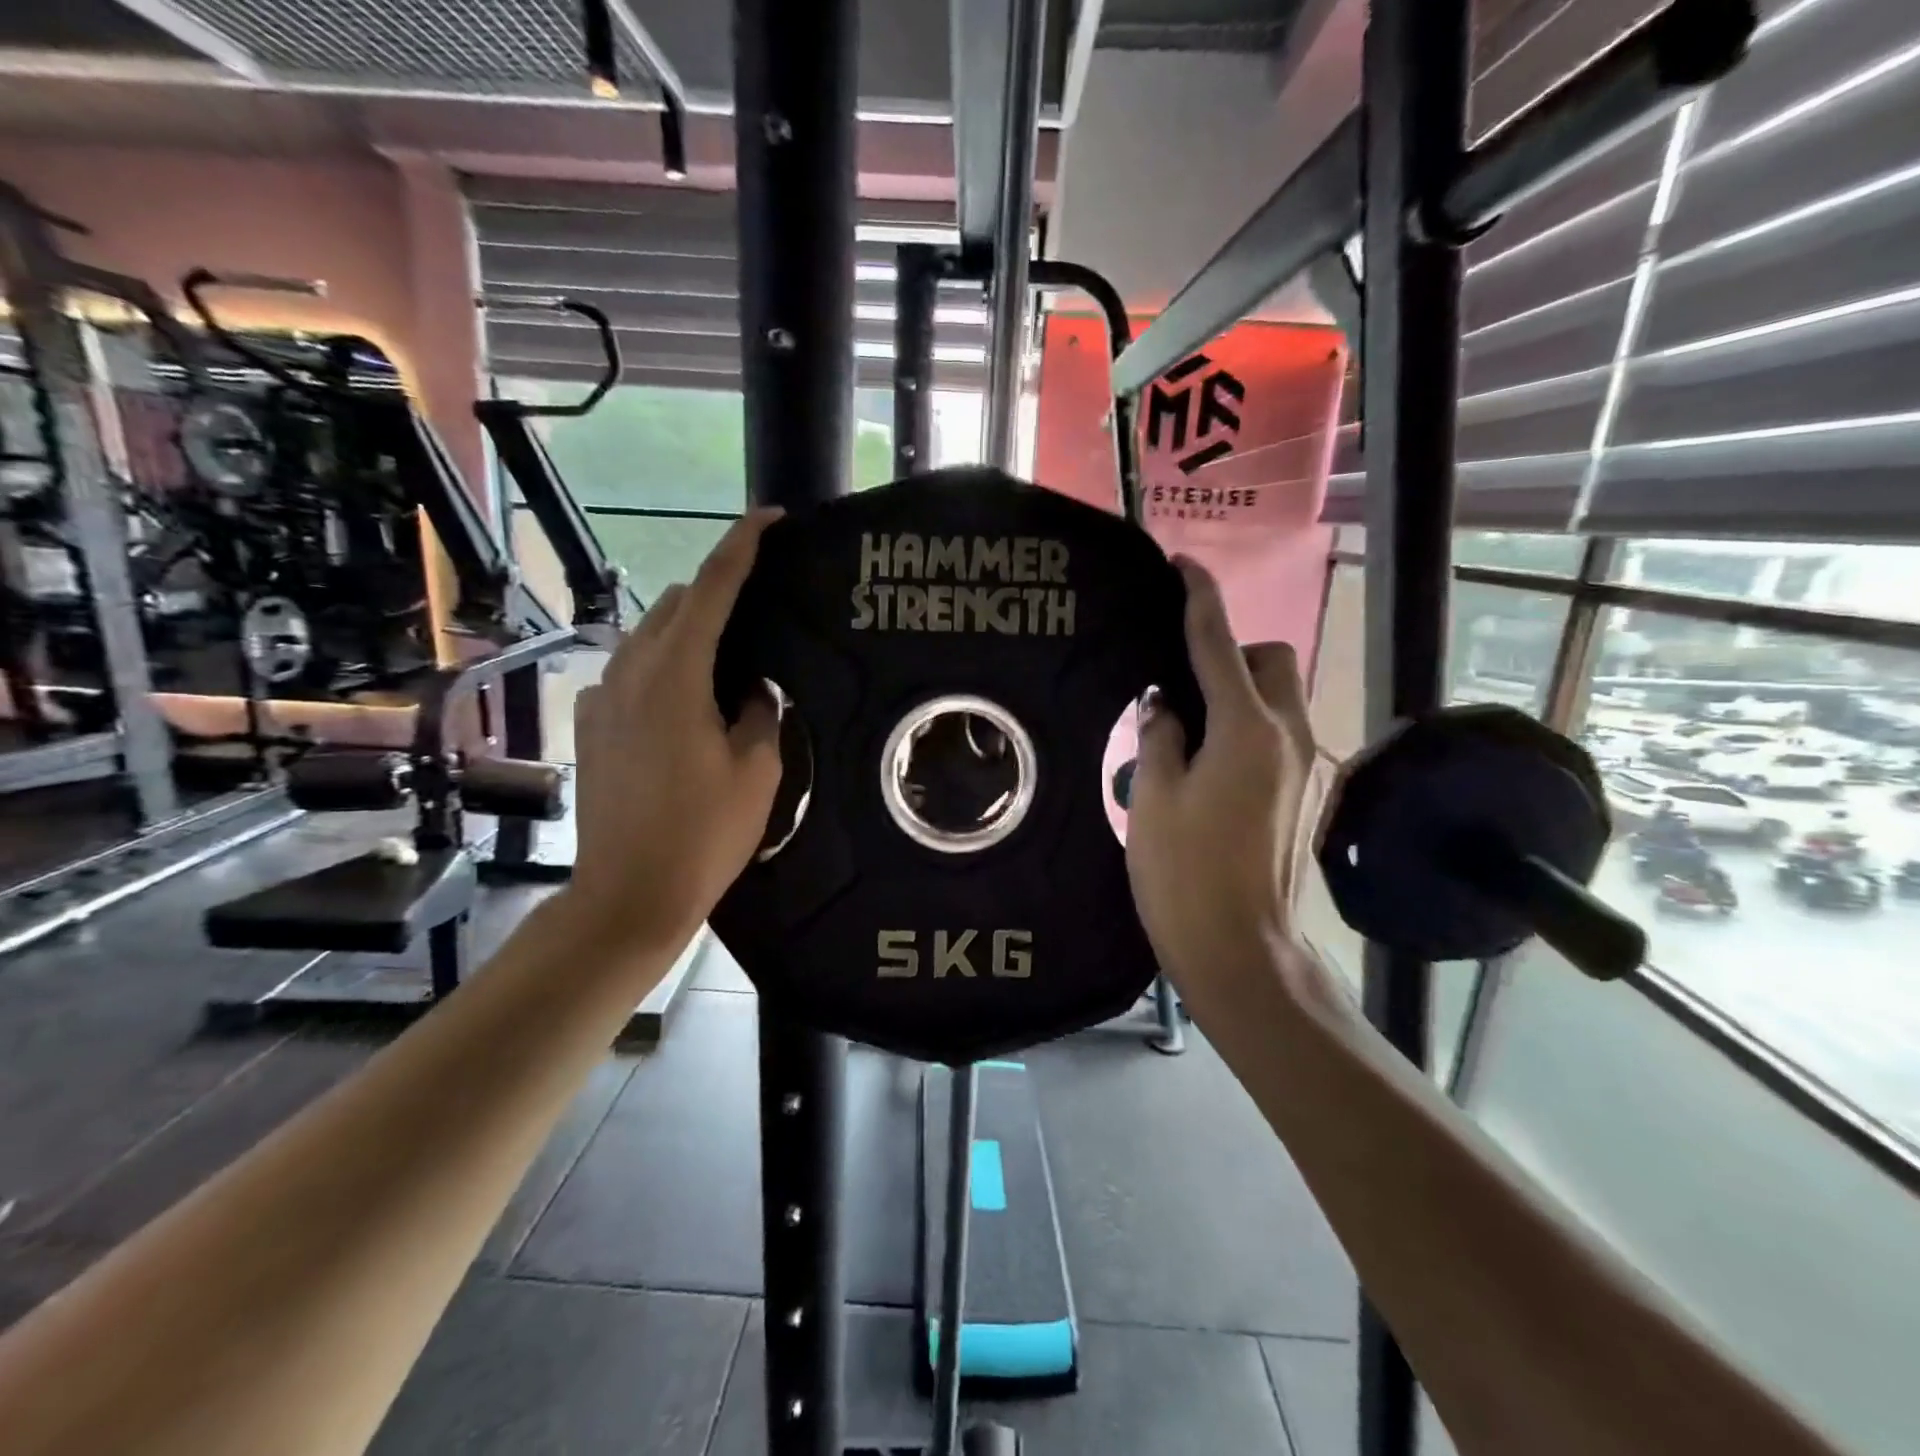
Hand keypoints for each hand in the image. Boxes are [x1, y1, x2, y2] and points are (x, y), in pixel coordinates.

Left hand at [565, 510, 784, 952]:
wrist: (628, 894)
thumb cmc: (704, 835)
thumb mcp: (757, 770)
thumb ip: (759, 711)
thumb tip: (751, 688)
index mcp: (676, 676)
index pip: (711, 589)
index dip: (742, 547)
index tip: (770, 518)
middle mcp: (630, 672)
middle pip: (676, 603)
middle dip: (717, 590)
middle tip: (761, 613)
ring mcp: (602, 697)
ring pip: (650, 635)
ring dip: (690, 630)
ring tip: (730, 663)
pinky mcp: (590, 723)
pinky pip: (633, 671)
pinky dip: (665, 666)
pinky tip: (688, 706)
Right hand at [1126, 559, 1318, 1007]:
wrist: (1240, 948)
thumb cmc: (1183, 873)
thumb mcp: (1152, 797)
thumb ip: (1160, 735)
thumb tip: (1167, 704)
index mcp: (1245, 729)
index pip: (1218, 643)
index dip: (1199, 598)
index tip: (1183, 566)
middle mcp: (1289, 735)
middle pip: (1271, 660)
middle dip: (1232, 654)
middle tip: (1182, 688)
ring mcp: (1306, 764)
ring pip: (1281, 696)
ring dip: (1241, 693)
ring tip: (1192, 732)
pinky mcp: (1307, 791)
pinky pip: (1281, 732)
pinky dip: (1250, 726)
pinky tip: (1212, 766)